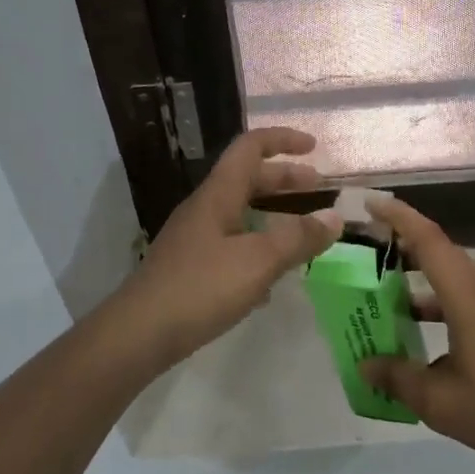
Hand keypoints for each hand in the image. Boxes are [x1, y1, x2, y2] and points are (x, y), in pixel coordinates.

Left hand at [113, 127, 340, 366]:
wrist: (139, 333)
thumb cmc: (201, 287)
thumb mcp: (258, 261)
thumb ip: (298, 238)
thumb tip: (335, 218)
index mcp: (219, 194)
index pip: (250, 147)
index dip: (283, 140)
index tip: (314, 147)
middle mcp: (205, 208)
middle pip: (248, 179)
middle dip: (285, 179)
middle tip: (319, 187)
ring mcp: (195, 238)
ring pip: (241, 213)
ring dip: (274, 214)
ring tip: (303, 232)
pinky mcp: (191, 267)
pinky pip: (232, 244)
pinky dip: (258, 247)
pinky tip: (273, 277)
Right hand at [358, 195, 474, 473]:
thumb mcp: (440, 402)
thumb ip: (398, 378)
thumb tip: (366, 365)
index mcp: (470, 296)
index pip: (429, 240)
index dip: (398, 217)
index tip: (370, 203)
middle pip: (443, 254)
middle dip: (404, 249)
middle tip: (368, 255)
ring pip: (458, 278)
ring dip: (424, 282)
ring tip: (389, 299)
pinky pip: (474, 297)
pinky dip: (445, 303)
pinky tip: (428, 335)